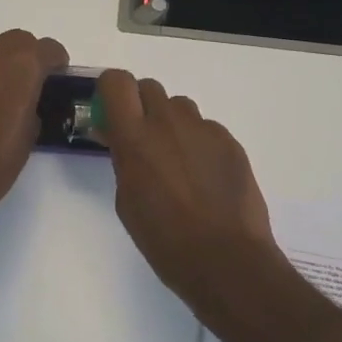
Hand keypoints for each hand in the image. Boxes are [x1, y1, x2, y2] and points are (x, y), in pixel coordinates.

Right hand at [97, 70, 286, 323]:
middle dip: (141, 106)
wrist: (226, 259)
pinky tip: (205, 177)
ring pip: (179, 107)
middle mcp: (168, 122)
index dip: (111, 91)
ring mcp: (203, 129)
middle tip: (143, 139)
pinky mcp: (230, 142)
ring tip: (178, 161)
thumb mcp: (127, 200)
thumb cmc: (164, 239)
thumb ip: (123, 160)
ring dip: (171, 123)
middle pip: (149, 87)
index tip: (111, 113)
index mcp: (135, 138)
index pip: (116, 82)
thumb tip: (120, 140)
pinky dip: (199, 144)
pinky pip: (206, 129)